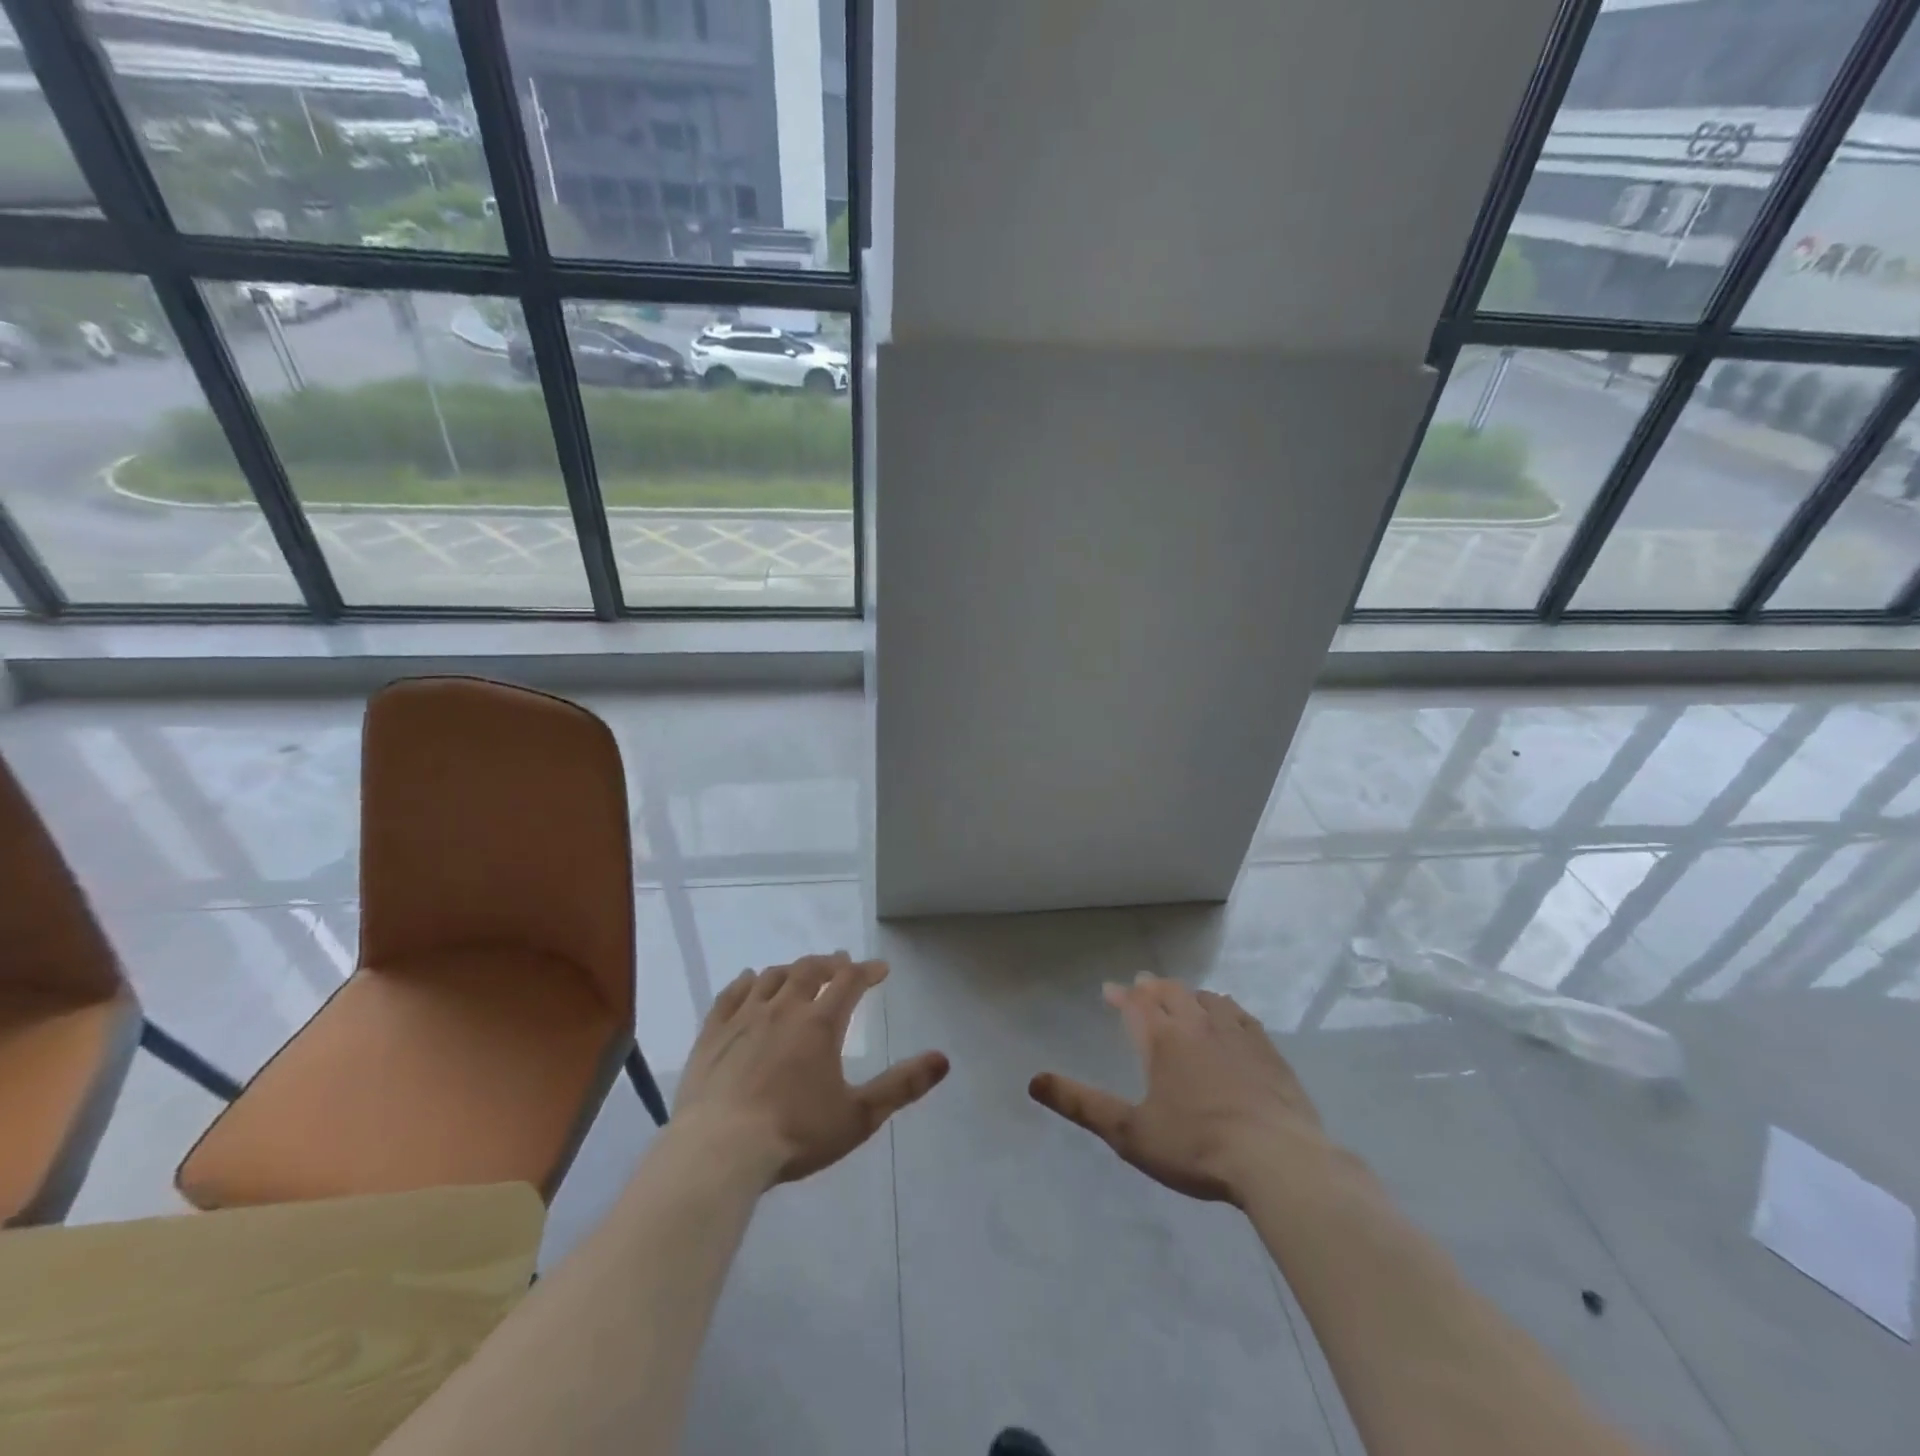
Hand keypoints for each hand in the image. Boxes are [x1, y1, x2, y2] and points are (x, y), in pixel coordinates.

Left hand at [673, 953, 949, 1185]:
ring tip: (800, 972)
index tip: (880, 970)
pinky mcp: (711, 1035)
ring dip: (791, 970)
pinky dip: (745, 982)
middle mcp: (783, 1009)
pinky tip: (750, 980)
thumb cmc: (795, 1134)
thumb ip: (902, 1086)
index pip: (849, 981)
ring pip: (771, 978)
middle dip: (830, 964)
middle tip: (841, 964)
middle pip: (809, 971)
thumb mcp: (859, 1116)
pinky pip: (730, 996)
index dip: (867, 971)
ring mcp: (743, 1019)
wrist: (719, 1152)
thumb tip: (943, 1059)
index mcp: (820, 1023)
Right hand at [1029, 974, 1327, 1203]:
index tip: (1109, 991)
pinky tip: (1228, 1015)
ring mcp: (1236, 1035)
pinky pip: (1240, 1015)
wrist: (1277, 1161)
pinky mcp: (1268, 1051)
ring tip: (1182, 997)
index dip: (1120, 996)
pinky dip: (1225, 1007)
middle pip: (1171, 993)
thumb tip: (1034, 1080)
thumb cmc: (1196, 1147)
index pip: (1136, 1005)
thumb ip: (1081, 1105)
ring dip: (1188, 994)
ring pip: (1207, 999)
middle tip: (1142, 986)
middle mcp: (1197, 1025)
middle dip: (1152, 988)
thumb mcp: (1129, 1133)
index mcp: (1163, 1040)